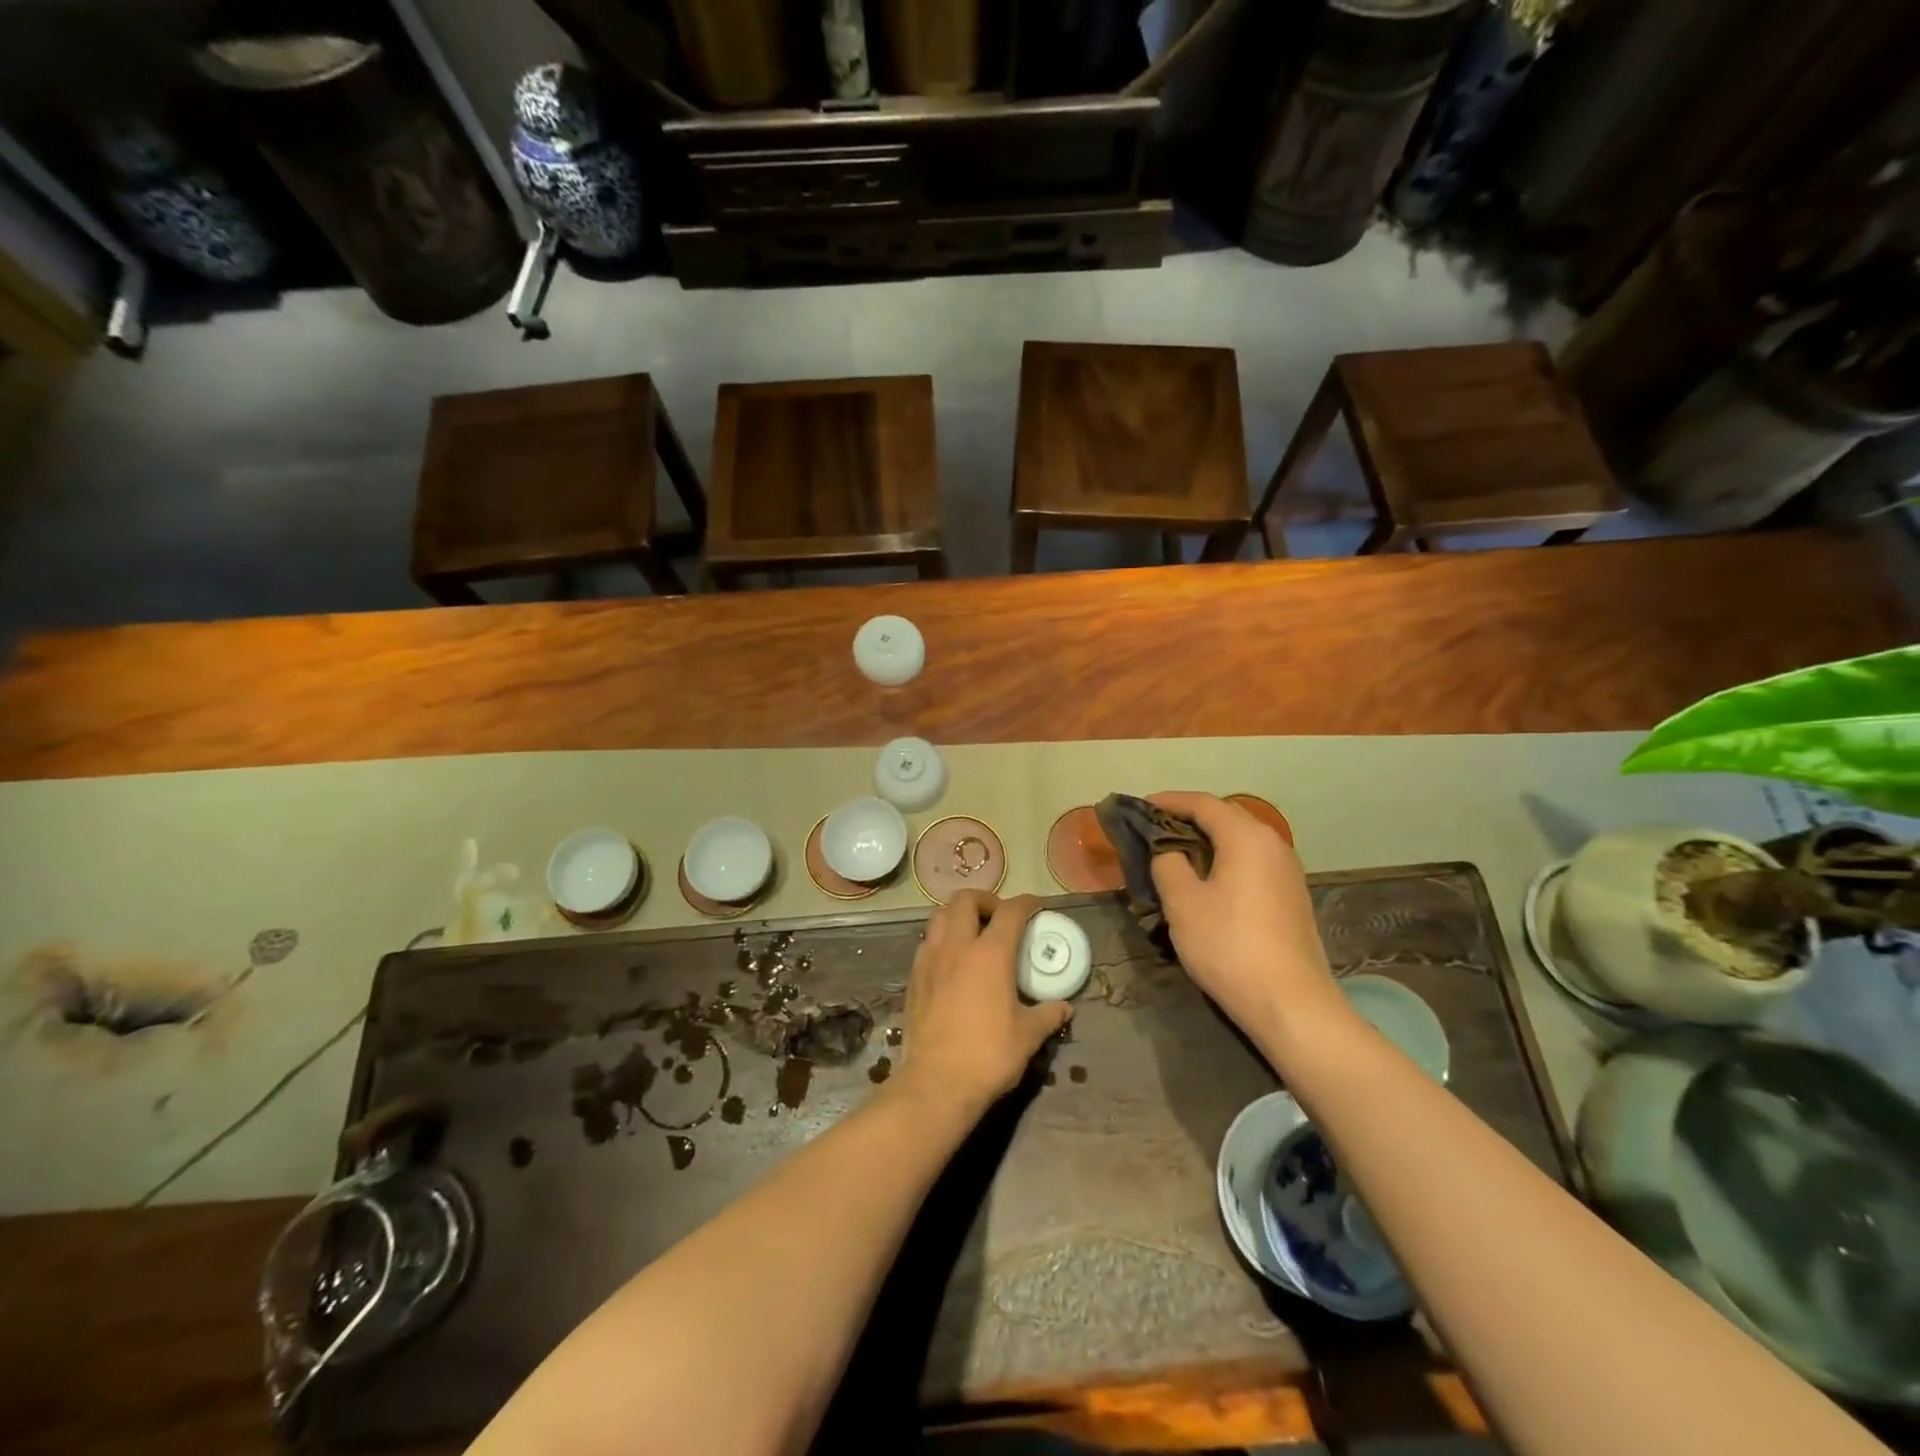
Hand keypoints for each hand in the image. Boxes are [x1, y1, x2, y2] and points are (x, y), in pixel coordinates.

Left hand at [899, 891, 1072, 1112]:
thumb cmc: (988, 1055)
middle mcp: (957, 946)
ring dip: (958, 915)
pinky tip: (951, 961)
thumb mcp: (1028, 1036)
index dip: (1026, 903)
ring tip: (972, 932)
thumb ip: (1048, 1015)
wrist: (936, 1083)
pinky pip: (926, 943)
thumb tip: (1065, 1007)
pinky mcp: (914, 978)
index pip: (1011, 911)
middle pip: (966, 899)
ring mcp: (930, 959)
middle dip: (985, 899)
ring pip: (939, 916)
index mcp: (990, 954)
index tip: (1036, 906)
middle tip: (999, 916)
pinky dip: (941, 939)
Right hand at [1147, 792, 1339, 1043]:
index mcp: (1247, 837)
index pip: (1203, 803)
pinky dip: (1225, 860)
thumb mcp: (1182, 902)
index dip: (1169, 801)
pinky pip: (1251, 862)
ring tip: (1175, 854)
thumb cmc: (1229, 946)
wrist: (1291, 1004)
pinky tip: (1206, 881)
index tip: (1141, 806)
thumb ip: (1167, 863)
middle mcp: (1273, 844)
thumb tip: (1167, 850)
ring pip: (1240, 841)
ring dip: (1207, 841)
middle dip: (1188, 818)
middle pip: (1226, 817)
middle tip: (1154, 829)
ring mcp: (1287, 871)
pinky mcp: (1291, 896)